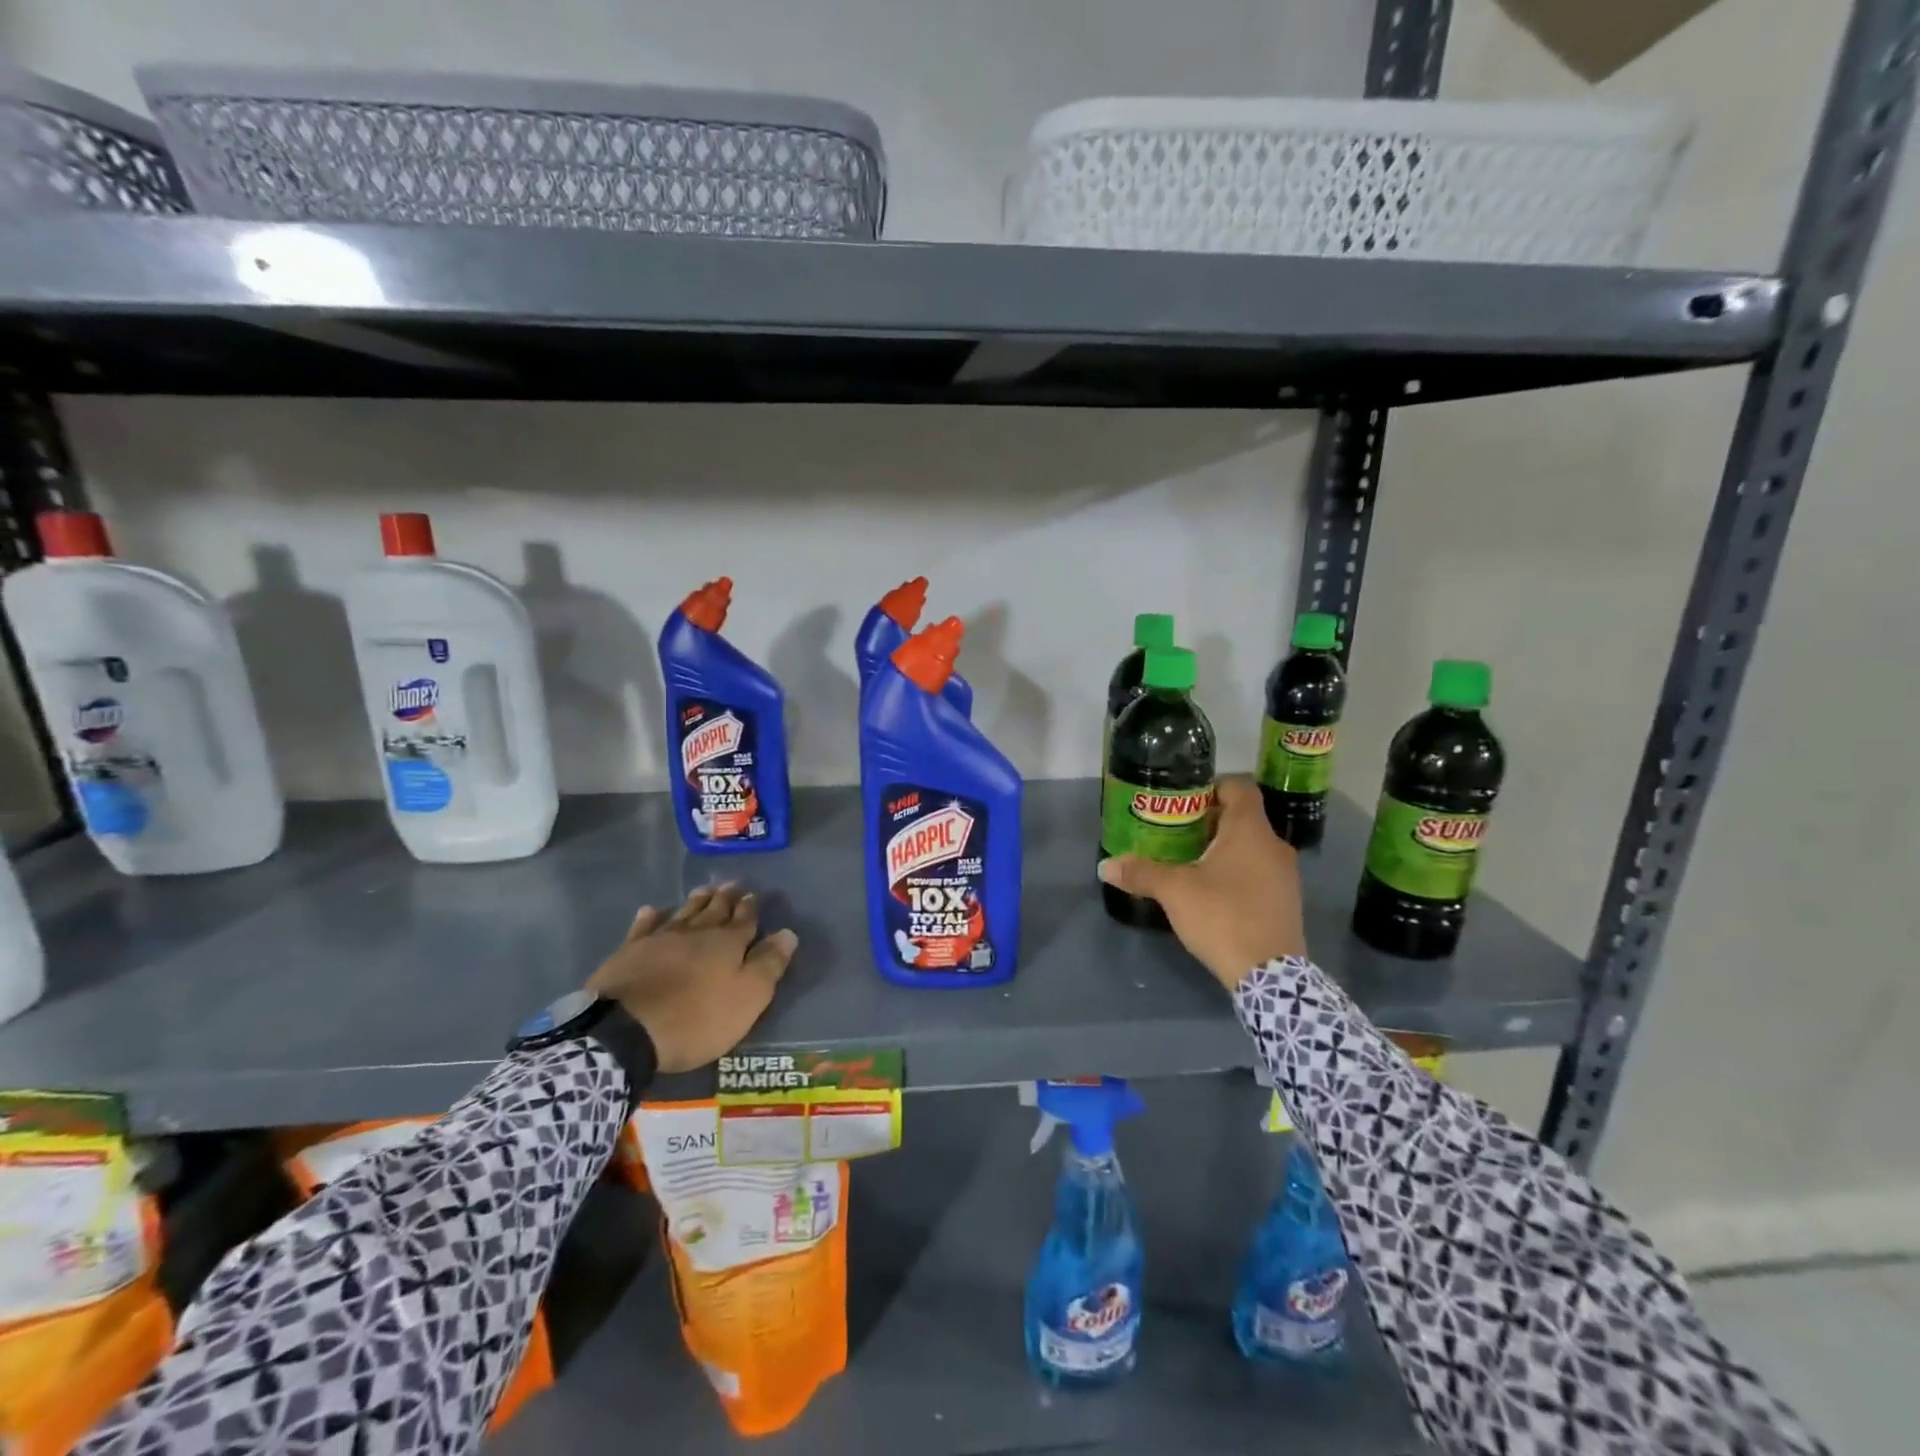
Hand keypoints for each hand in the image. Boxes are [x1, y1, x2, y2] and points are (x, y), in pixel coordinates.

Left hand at [587, 883, 797, 1073]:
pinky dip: (650, 917)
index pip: (744, 920)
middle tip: (731, 884)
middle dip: (725, 898)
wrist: (626, 1030)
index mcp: (728, 943)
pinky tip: (651, 910)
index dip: (750, 908)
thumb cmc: (696, 1018)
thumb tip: (788, 933)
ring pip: (684, 913)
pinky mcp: (629, 952)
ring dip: (696, 901)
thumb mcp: (747, 998)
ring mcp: (660, 939)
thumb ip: (769, 964)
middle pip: (714, 910)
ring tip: (704, 890)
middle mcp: (696, 933)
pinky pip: (643, 928)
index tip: (753, 895)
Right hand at [1098, 776, 1305, 990]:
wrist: (1270, 975)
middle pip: (1242, 817)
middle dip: (1209, 821)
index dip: (1211, 787)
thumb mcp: (1175, 892)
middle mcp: (1274, 845)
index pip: (1238, 787)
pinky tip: (1212, 891)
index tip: (1182, 800)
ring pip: (1251, 846)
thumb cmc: (1223, 916)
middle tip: (1175, 832)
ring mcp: (1286, 874)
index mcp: (1250, 830)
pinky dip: (1237, 871)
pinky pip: (1259, 871)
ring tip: (1189, 861)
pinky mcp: (1286, 900)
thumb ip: (1141, 873)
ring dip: (1223, 848)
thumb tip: (1105, 866)